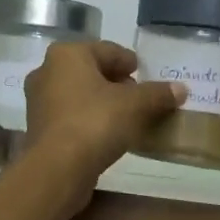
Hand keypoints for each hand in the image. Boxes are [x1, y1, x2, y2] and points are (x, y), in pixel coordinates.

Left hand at [24, 41, 184, 194]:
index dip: (129, 62)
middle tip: (139, 97)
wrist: (57, 169)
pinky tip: (107, 134)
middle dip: (116, 82)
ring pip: (79, 94)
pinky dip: (89, 120)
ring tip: (127, 117)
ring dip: (102, 102)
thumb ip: (158, 94)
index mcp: (67, 54)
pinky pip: (71, 116)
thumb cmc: (95, 123)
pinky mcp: (38, 128)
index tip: (144, 73)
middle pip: (90, 71)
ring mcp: (38, 101)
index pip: (107, 50)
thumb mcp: (135, 105)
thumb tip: (181, 89)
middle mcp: (47, 71)